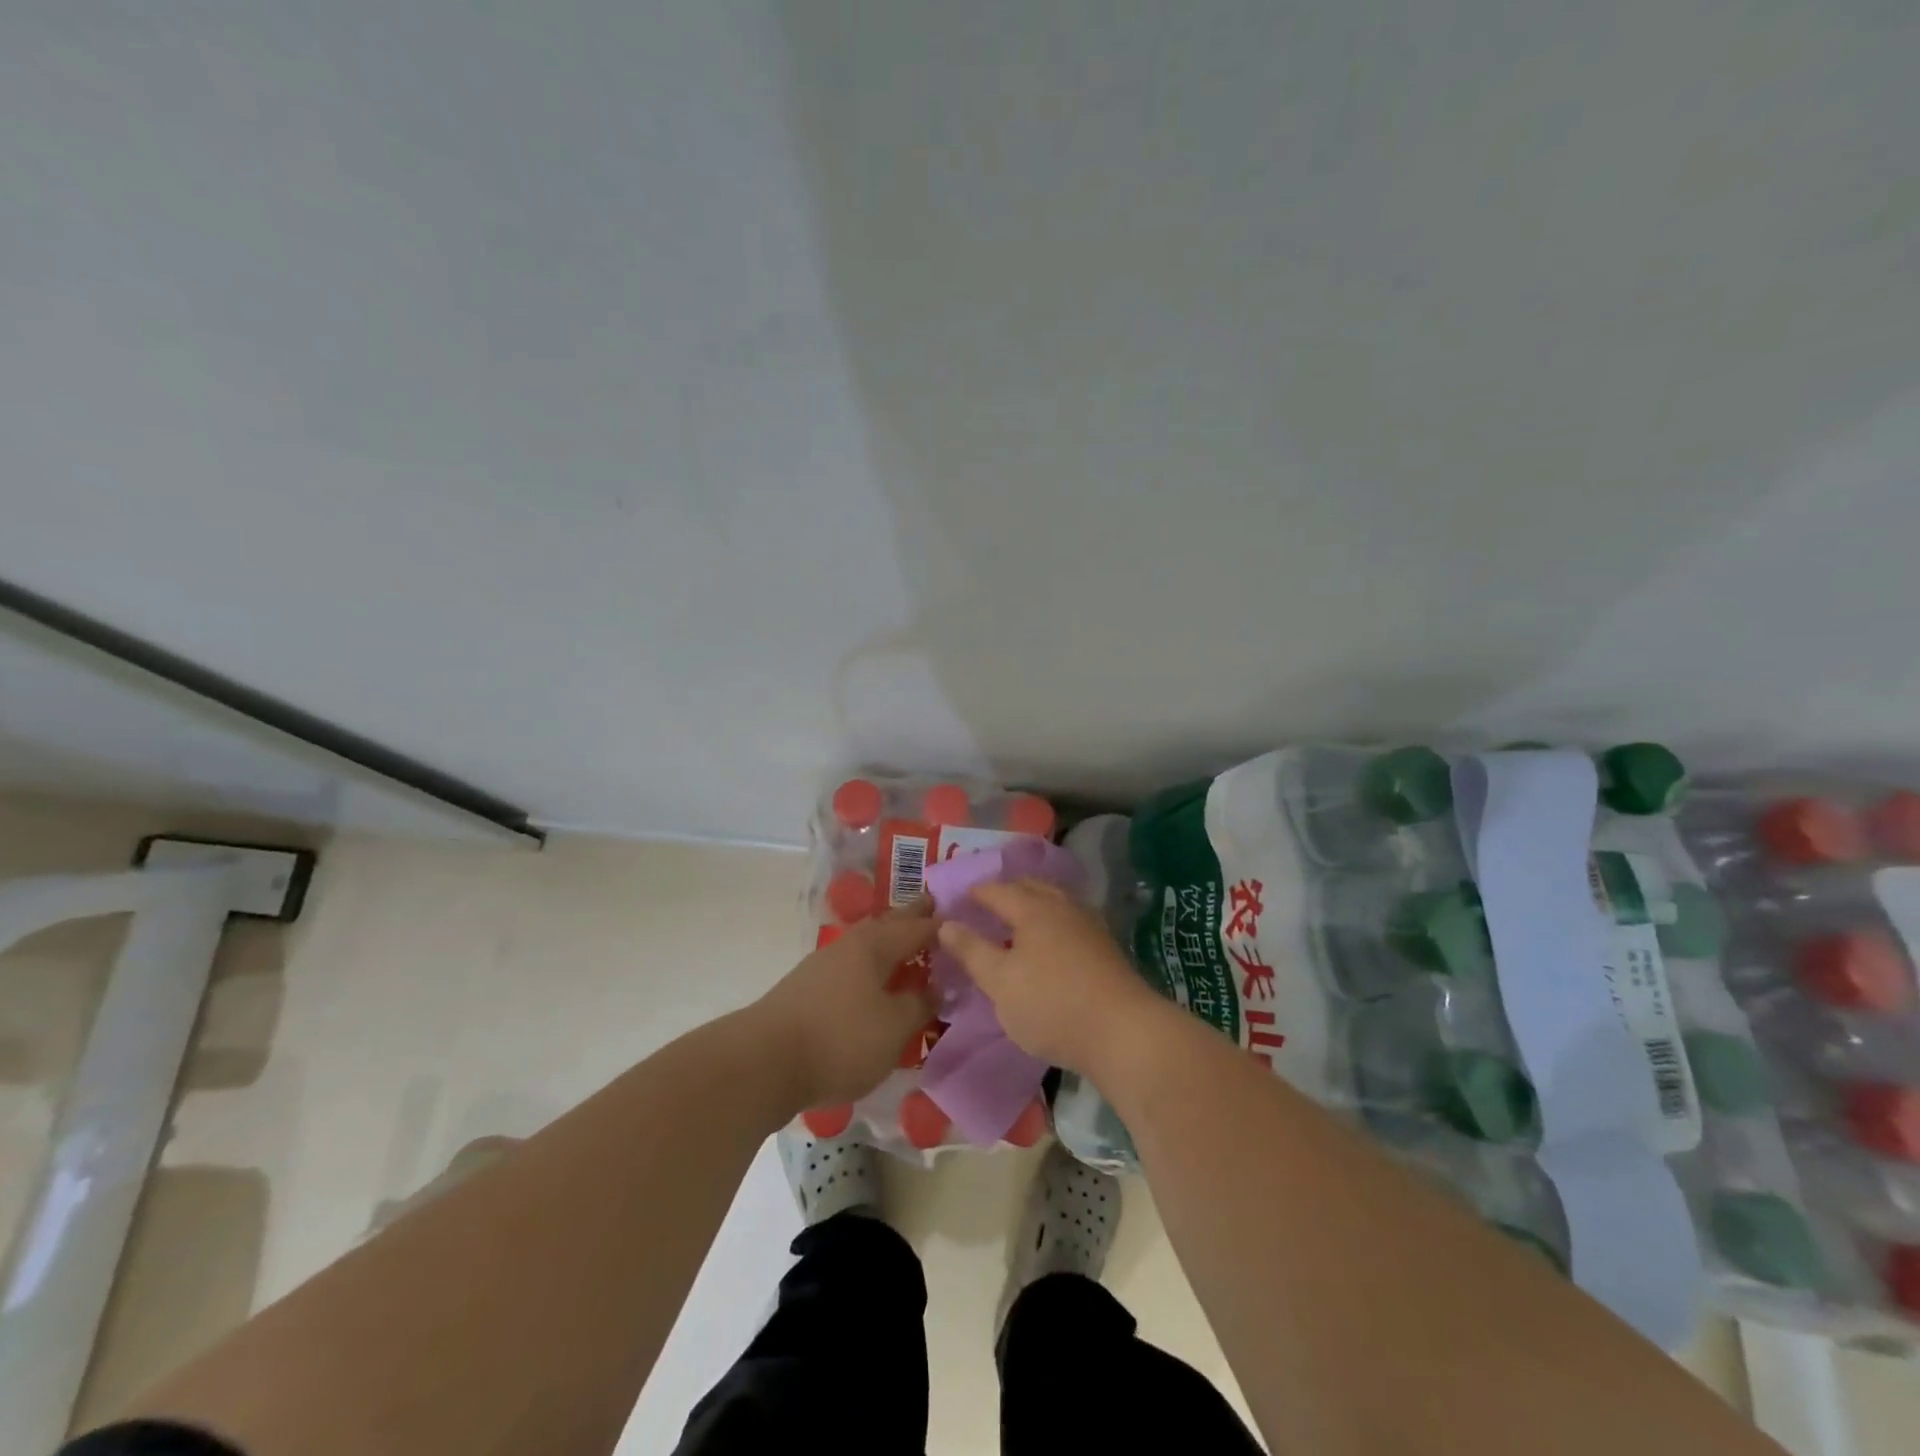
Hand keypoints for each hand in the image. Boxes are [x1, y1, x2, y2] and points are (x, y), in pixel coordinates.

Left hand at [752, 903, 937, 1108]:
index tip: (968, 918)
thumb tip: (936, 987)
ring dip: (891, 941)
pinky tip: (876, 981)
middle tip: (936, 908)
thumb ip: (920, 1004)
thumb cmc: (840, 1040)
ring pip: (869, 944)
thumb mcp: (894, 1028)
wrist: (763, 1063)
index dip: (944, 925)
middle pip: (890, 924)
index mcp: (875, 945)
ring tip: (911, 945)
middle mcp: (851, 944)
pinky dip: (873, 965)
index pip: (919, 927)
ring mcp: (826, 964)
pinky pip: (854, 965)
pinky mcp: (809, 988)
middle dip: (913, 917)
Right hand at [936, 879, 1166, 1078]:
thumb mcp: (1000, 983)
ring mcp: (1089, 925)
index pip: (998, 890)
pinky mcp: (1105, 948)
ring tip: (1015, 924)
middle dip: (1007, 892)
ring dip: (1032, 906)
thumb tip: (945, 923)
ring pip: (1054, 903)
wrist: (1124, 1032)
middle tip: (985, 906)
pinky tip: (1048, 945)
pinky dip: (1051, 923)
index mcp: (1033, 909)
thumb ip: (971, 951)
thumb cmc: (1052, 1005)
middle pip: (1031, 888)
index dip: (976, 893)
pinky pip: (1069, 921)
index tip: (958, 900)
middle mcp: (1063, 907)